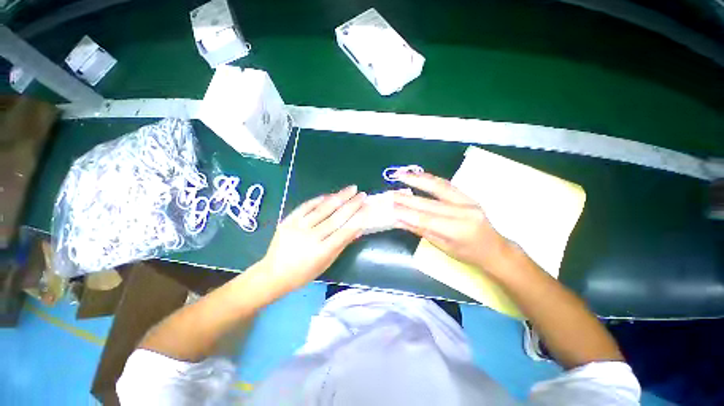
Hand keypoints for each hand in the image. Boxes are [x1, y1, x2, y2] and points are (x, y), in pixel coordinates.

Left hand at [259, 185, 366, 295]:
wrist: (274, 274)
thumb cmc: (304, 273)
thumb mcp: (327, 263)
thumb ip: (342, 244)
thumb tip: (358, 229)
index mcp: (321, 252)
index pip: (344, 231)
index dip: (357, 218)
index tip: (367, 207)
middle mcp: (310, 237)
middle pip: (335, 217)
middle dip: (351, 204)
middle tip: (362, 194)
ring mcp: (297, 227)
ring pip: (322, 209)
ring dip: (338, 197)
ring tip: (351, 188)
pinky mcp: (288, 220)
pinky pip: (306, 206)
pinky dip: (319, 199)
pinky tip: (330, 194)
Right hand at [393, 172, 508, 271]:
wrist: (495, 248)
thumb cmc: (468, 254)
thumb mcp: (443, 247)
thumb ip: (421, 230)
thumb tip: (399, 220)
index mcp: (459, 230)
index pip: (426, 219)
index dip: (406, 213)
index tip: (389, 208)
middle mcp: (464, 212)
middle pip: (429, 202)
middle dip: (407, 198)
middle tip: (390, 193)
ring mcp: (468, 201)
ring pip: (439, 186)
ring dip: (418, 179)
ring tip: (401, 174)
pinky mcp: (468, 195)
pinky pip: (446, 184)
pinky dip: (429, 179)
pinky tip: (418, 175)